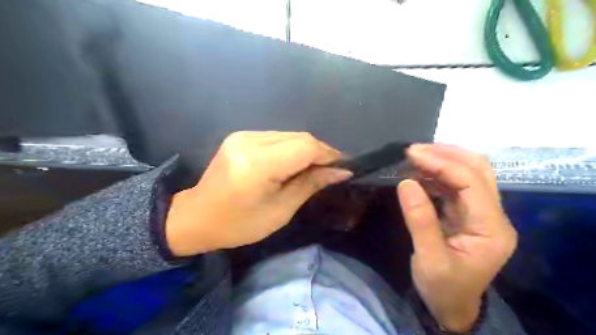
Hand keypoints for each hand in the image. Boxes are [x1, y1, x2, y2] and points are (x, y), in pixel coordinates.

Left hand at [162, 131, 349, 256]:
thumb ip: (310, 185)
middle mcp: (249, 141)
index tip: (343, 167)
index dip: (328, 155)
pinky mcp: (240, 136)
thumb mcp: (280, 211)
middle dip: (319, 153)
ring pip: (288, 135)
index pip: (305, 147)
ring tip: (313, 169)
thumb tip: (341, 172)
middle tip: (330, 171)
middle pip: (298, 137)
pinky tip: (292, 164)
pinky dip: (290, 149)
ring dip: (305, 151)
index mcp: (258, 164)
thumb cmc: (239, 224)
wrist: (197, 217)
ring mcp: (242, 136)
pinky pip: (276, 138)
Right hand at [395, 143, 517, 331]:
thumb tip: (405, 182)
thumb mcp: (429, 259)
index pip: (471, 183)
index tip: (411, 153)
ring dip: (442, 161)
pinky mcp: (467, 213)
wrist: (452, 307)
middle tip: (414, 149)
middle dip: (446, 154)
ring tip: (413, 156)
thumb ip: (420, 220)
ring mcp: (481, 213)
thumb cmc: (442, 288)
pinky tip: (418, 172)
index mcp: (491, 229)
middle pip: (479, 170)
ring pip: (469, 173)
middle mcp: (493, 215)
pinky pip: (455, 185)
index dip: (442, 164)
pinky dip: (437, 174)